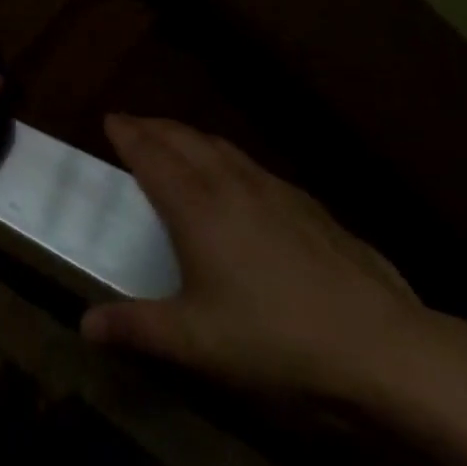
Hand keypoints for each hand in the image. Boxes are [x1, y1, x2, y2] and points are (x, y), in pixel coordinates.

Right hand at [82, 116, 427, 400]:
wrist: (381, 347)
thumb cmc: (274, 339)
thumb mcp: (196, 343)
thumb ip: (137, 328)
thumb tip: (85, 325)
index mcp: (195, 205)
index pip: (150, 154)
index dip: (127, 133)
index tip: (110, 118)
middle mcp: (230, 182)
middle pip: (184, 138)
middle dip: (154, 126)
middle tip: (134, 125)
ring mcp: (274, 189)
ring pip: (221, 146)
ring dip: (191, 137)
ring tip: (178, 143)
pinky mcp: (309, 205)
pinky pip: (252, 164)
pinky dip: (227, 158)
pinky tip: (239, 183)